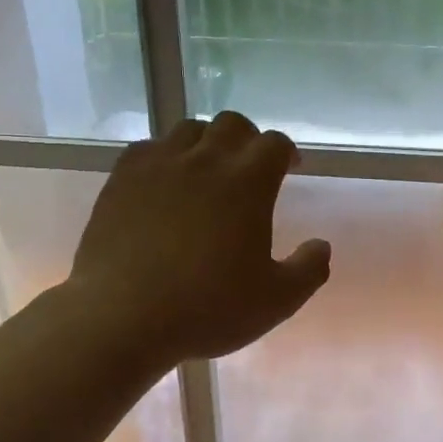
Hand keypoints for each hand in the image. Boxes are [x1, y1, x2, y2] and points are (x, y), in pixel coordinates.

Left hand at [67, 113, 330, 373]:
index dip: (287, 152)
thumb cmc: (207, 308)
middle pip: (231, 124)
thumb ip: (309, 270)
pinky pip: (147, 148)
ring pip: (188, 129)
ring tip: (206, 170)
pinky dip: (164, 156)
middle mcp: (205, 161)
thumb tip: (321, 245)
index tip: (291, 168)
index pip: (274, 144)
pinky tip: (163, 181)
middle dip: (247, 139)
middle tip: (249, 167)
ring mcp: (159, 166)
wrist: (122, 317)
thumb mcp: (276, 301)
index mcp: (248, 182)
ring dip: (205, 142)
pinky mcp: (121, 179)